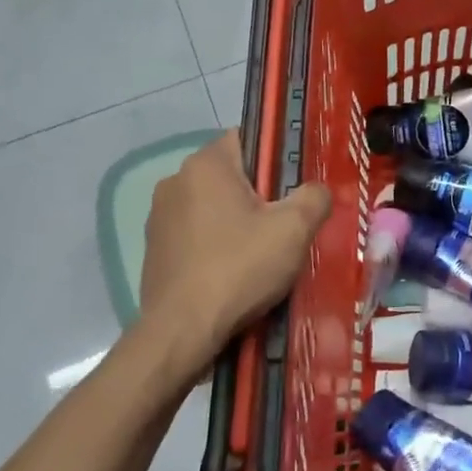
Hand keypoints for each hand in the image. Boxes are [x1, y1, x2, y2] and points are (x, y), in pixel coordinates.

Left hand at [136, 132, 331, 376]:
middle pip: (232, 174)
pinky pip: (195, 232)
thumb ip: (314, 197)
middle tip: (286, 224)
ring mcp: (159, 215)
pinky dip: (215, 244)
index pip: (249, 138)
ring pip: (213, 205)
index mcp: (206, 164)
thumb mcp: (293, 230)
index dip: (277, 157)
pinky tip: (232, 272)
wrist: (181, 333)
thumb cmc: (239, 268)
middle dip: (260, 194)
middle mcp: (176, 180)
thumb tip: (318, 190)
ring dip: (237, 220)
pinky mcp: (154, 248)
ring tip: (261, 253)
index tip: (294, 186)